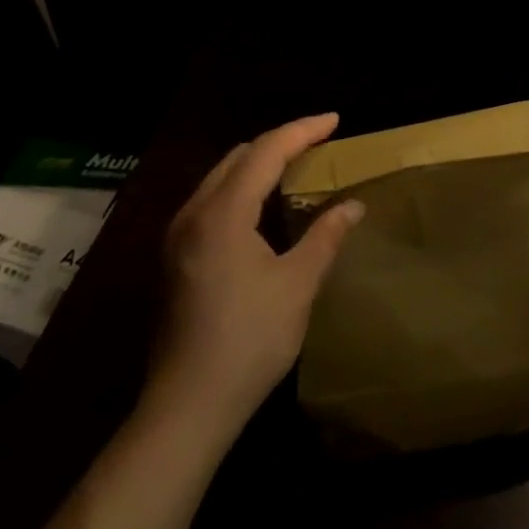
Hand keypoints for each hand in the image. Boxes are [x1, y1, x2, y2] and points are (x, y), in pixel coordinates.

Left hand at [150, 114, 363, 433]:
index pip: (266, 151)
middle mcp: (193, 213)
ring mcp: (178, 235)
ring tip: (296, 165)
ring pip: (222, 176)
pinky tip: (263, 204)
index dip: (303, 130)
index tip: (335, 120)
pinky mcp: (175, 256)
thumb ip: (326, 237)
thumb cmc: (248, 342)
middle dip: (281, 141)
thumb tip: (353, 205)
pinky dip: (242, 186)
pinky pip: (212, 199)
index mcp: (223, 212)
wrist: (186, 408)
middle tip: (319, 142)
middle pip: (240, 156)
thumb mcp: (297, 286)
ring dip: (259, 163)